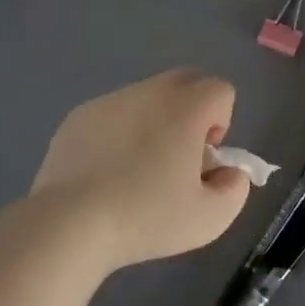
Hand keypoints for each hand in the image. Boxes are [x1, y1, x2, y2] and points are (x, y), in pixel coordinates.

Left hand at [29, 70, 251, 270]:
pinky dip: (119, 133)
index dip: (221, 123)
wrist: (69, 224)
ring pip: (147, 97)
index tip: (202, 159)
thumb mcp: (210, 218)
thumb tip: (229, 171)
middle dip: (192, 112)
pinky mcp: (79, 116)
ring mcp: (110, 100)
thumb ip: (235, 188)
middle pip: (186, 81)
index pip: (221, 89)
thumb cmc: (146, 217)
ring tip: (136, 171)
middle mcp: (149, 91)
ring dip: (155, 121)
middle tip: (178, 158)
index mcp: (185, 106)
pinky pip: (113, 114)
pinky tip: (105, 174)